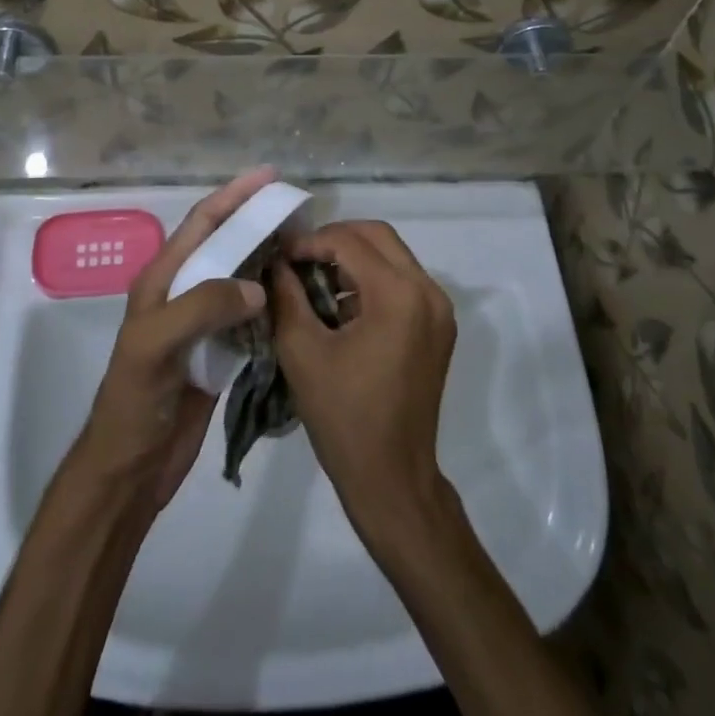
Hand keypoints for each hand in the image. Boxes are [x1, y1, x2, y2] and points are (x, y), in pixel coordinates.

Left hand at [71, 167, 276, 517]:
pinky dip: (273, 302)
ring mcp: (201, 324)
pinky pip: (250, 317)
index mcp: (162, 279)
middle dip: (257, 221)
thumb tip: (258, 287)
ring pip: (240, 279)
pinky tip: (298, 297)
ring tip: (305, 246)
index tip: (270, 175)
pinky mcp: (218, 353)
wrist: (131, 469)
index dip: (233, 195)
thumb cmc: (134, 402)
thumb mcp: (155, 344)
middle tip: (298, 210)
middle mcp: (182, 293)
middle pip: (225, 244)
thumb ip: (202, 306)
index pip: (201, 223)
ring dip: (268, 259)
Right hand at [270, 221, 457, 550]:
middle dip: (334, 240)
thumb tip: (275, 260)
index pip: (349, 242)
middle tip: (297, 259)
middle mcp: (428, 291)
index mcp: (399, 295)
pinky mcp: (438, 326)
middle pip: (378, 236)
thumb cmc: (343, 416)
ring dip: (352, 258)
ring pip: (392, 256)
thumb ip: (286, 294)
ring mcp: (439, 309)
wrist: (393, 479)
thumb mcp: (302, 350)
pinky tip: (338, 304)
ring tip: (312, 279)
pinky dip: (370, 280)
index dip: (309, 241)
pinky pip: (402, 282)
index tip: (278, 254)